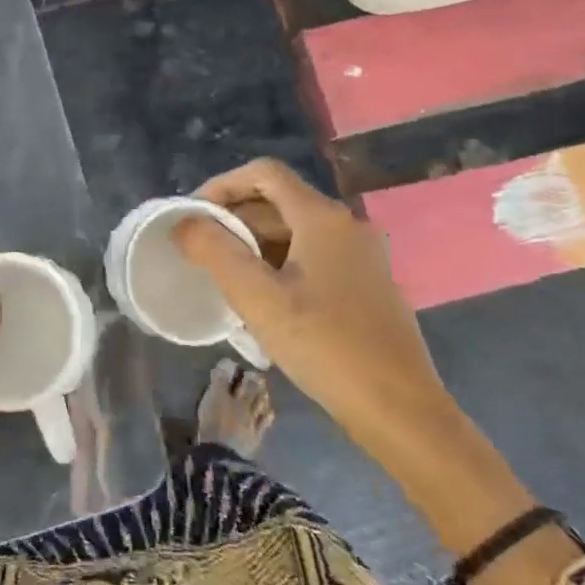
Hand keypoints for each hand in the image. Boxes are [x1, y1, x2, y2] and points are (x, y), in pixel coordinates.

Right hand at [173, 158, 454, 452]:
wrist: (400, 411)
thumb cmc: (326, 347)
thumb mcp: (258, 299)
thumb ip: (215, 252)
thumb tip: (184, 222)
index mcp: (323, 218)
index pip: (264, 173)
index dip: (221, 185)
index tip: (193, 218)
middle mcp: (347, 225)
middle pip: (278, 202)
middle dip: (233, 220)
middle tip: (199, 253)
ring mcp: (361, 255)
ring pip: (294, 232)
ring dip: (253, 245)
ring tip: (223, 279)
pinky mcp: (366, 284)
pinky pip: (311, 257)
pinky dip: (278, 265)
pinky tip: (262, 302)